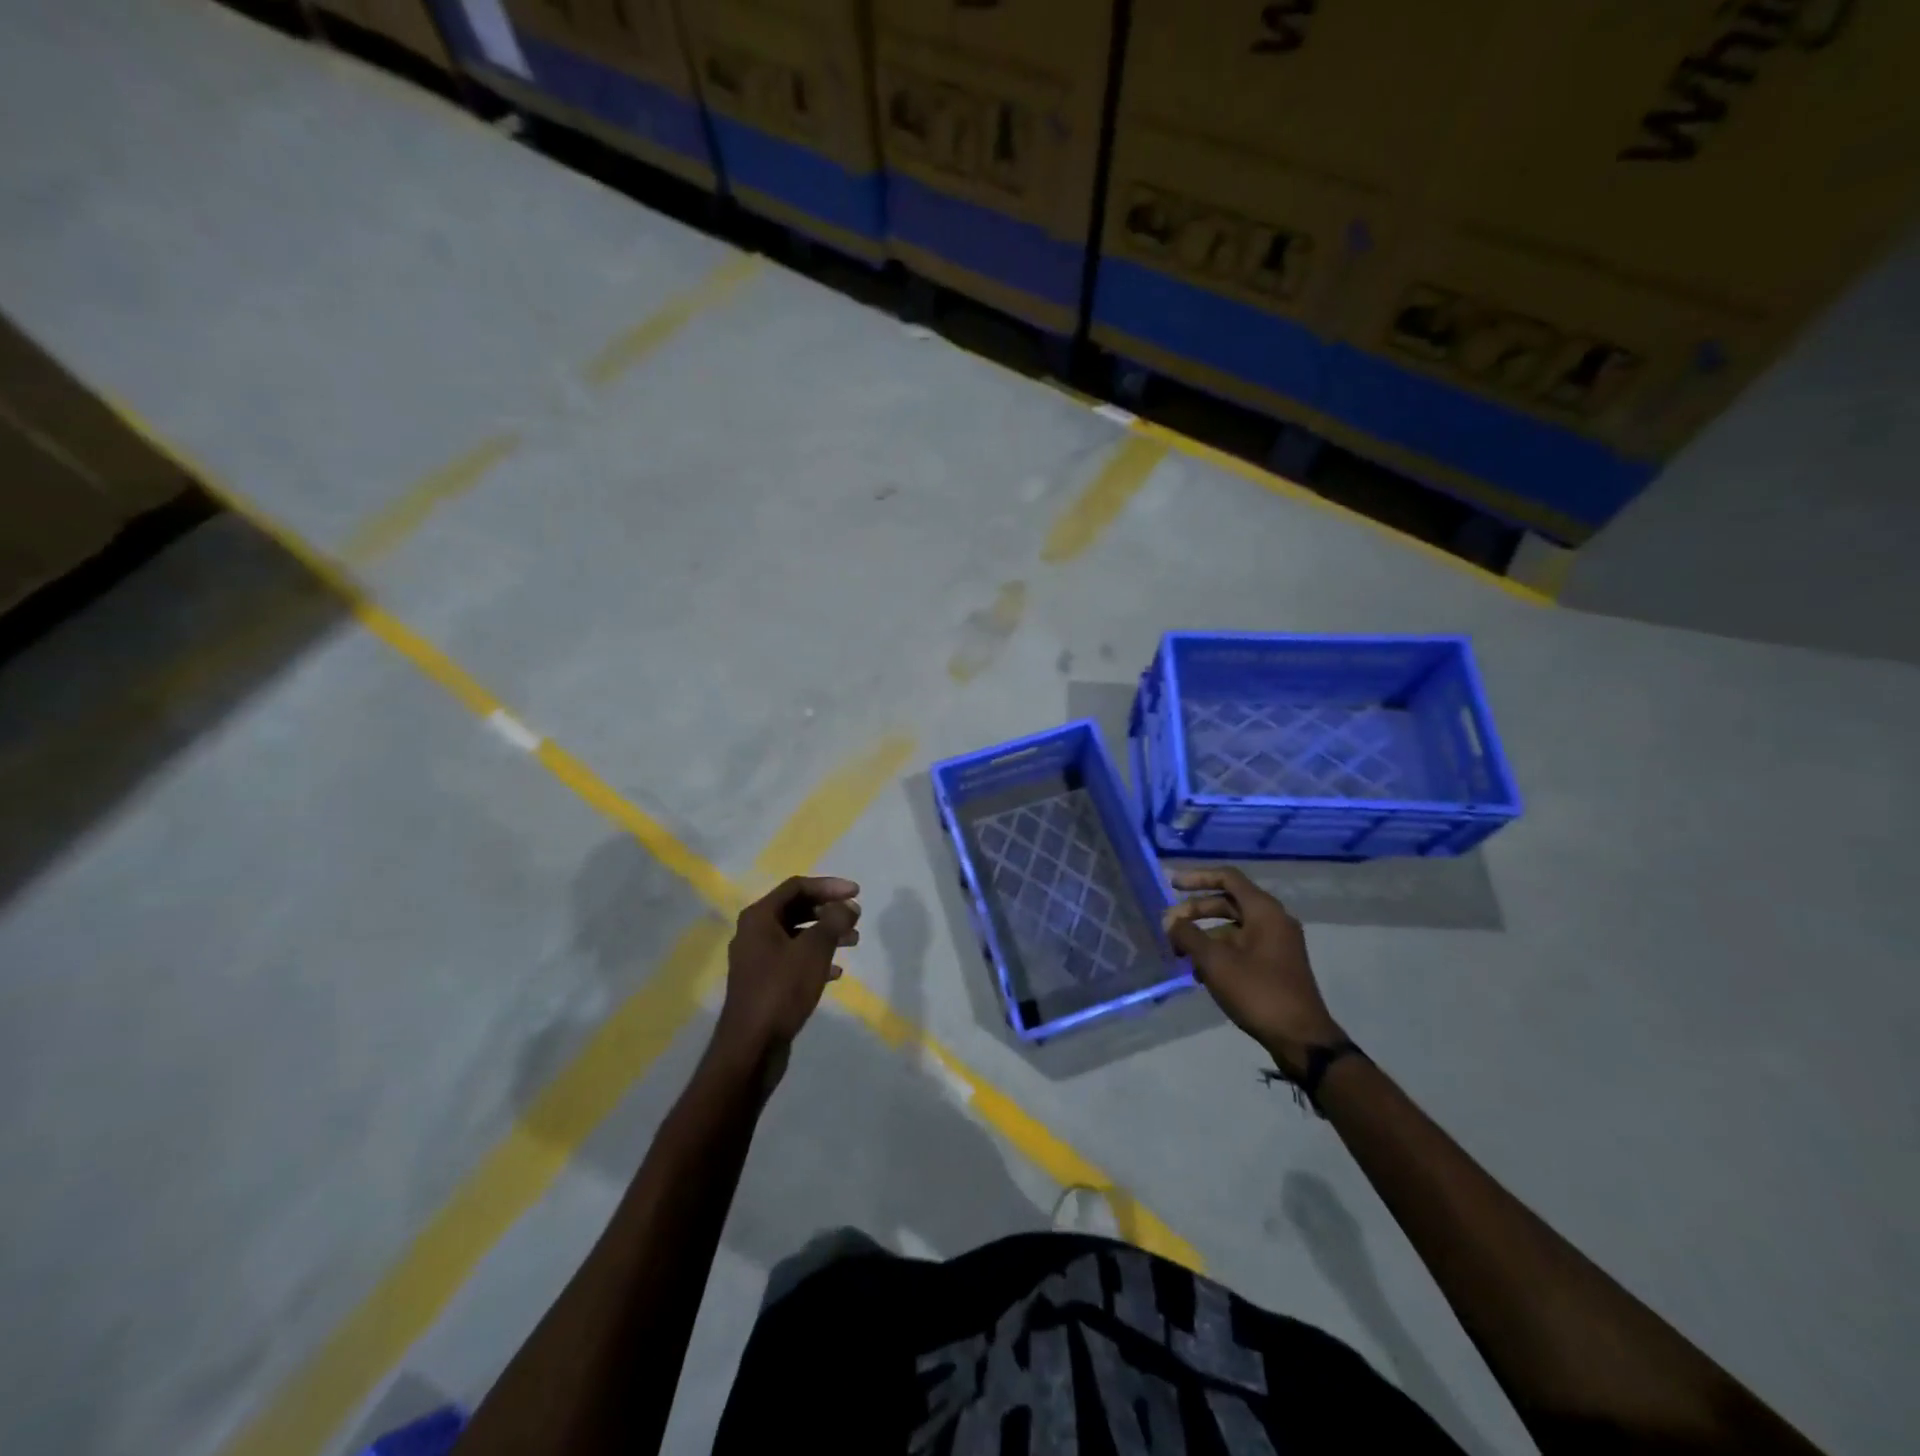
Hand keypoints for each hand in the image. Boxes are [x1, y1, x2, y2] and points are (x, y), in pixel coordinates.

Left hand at [712, 876, 860, 1084]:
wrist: (751, 1047)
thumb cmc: (782, 990)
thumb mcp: (813, 950)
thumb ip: (833, 922)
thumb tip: (848, 906)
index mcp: (759, 917)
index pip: (797, 887)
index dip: (829, 886)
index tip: (857, 893)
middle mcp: (754, 933)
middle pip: (796, 909)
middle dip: (828, 911)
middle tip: (855, 918)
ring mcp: (757, 959)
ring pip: (796, 935)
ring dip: (825, 934)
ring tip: (853, 942)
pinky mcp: (763, 984)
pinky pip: (793, 960)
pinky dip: (815, 959)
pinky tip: (837, 973)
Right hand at [1162, 867, 1342, 1076]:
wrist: (1301, 1038)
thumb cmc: (1258, 992)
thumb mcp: (1215, 962)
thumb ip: (1188, 936)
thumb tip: (1169, 921)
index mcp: (1264, 910)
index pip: (1227, 877)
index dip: (1197, 877)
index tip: (1171, 885)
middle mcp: (1273, 920)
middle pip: (1228, 902)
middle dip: (1195, 911)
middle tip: (1168, 925)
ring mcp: (1277, 943)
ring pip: (1233, 927)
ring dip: (1204, 935)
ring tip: (1179, 954)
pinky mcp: (1275, 964)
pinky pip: (1241, 946)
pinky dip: (1219, 951)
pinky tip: (1199, 972)